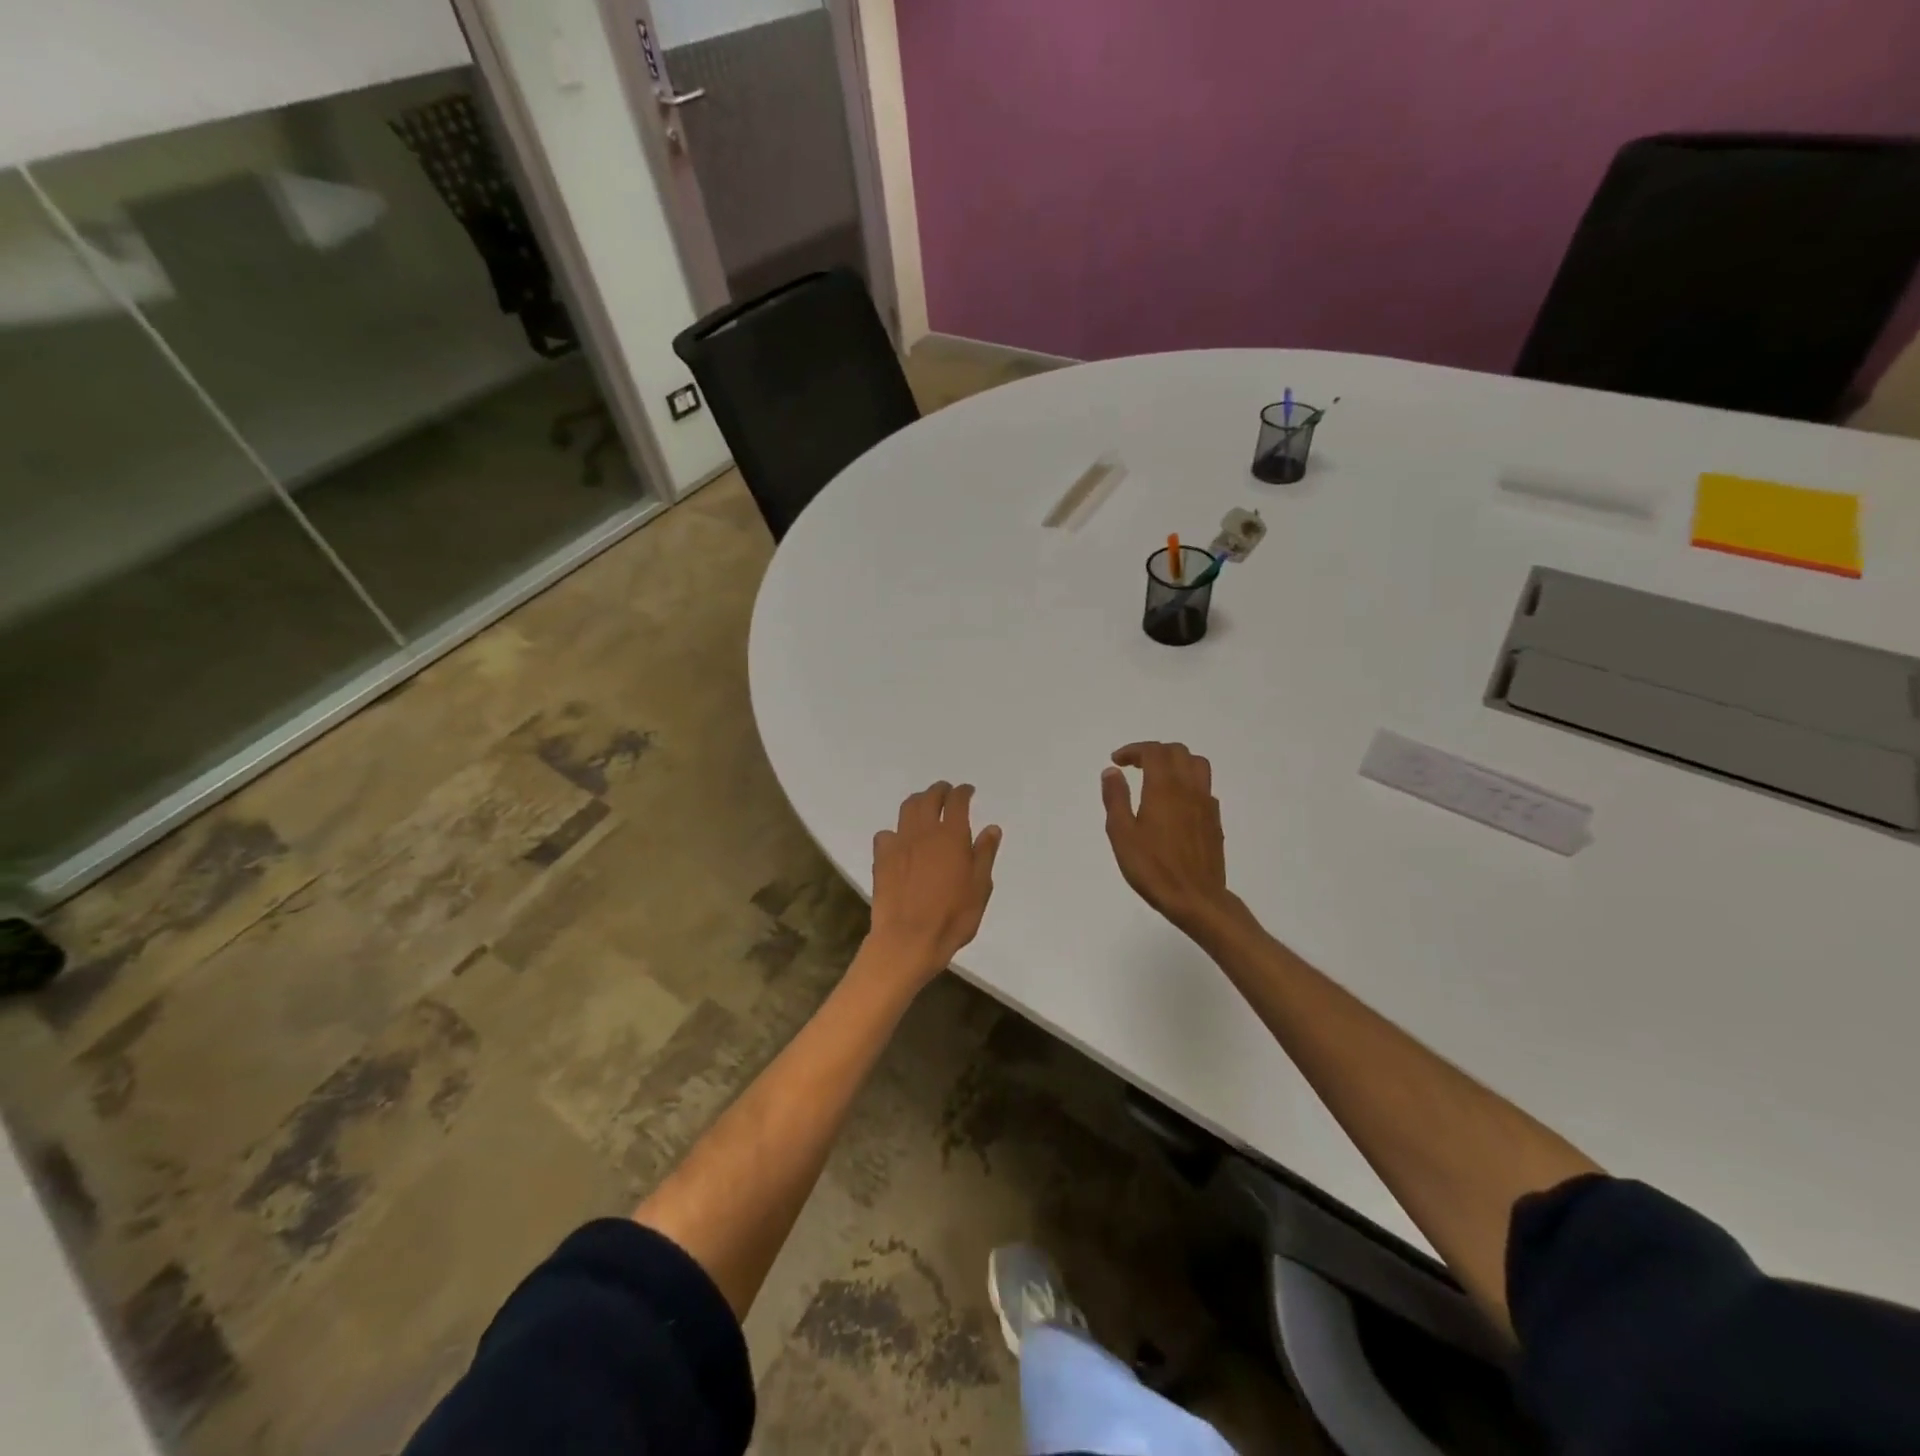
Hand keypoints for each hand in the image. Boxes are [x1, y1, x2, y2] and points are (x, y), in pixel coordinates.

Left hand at [867, 782, 1001, 983]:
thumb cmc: (952, 917)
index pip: (957, 801)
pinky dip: (896, 831)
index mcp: (952, 835)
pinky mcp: (881, 858)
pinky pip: (886, 834)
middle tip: (946, 792)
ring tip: (924, 805)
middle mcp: (924, 831)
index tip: (968, 791)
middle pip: (929, 798)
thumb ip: (984, 854)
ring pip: (907, 809)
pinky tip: (900, 841)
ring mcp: (900, 843)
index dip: (963, 792)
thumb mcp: (980, 888)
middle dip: (939, 791)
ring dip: (918, 802)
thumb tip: (991, 828)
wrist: (908, 939)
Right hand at [1102, 742, 1239, 936]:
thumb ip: (1115, 799)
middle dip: (1154, 752)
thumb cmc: (1152, 867)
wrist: (1196, 898)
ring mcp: (1206, 804)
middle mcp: (1189, 788)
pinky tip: (1175, 802)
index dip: (1133, 750)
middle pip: (1177, 752)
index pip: (1153, 751)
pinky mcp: (1215, 820)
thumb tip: (1112, 772)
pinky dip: (1188, 782)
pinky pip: (1204, 787)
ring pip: (1197, 765)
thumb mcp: (1122, 834)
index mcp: (1164, 788)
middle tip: (1134, 766)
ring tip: (1157, 777)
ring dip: (1176, 762)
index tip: (1117, 761)